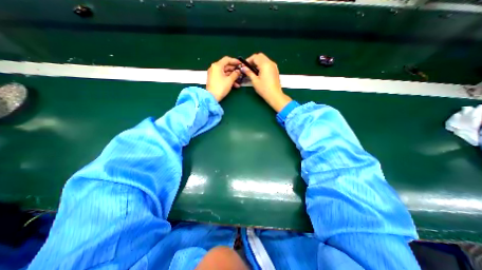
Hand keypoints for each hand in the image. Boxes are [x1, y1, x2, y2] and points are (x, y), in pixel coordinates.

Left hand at [205, 56, 240, 100]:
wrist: (211, 97)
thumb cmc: (221, 87)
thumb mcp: (230, 80)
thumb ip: (235, 74)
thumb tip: (238, 71)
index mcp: (217, 66)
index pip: (227, 59)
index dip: (235, 61)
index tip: (240, 64)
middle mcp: (214, 68)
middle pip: (226, 66)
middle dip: (234, 70)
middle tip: (241, 73)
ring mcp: (213, 74)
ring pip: (225, 73)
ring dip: (232, 76)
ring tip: (239, 81)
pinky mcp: (214, 80)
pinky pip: (222, 77)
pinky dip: (228, 79)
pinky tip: (235, 85)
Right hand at [243, 53, 291, 111]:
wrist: (275, 95)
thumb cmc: (264, 89)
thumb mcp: (255, 81)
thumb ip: (249, 72)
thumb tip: (243, 68)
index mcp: (265, 64)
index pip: (255, 57)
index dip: (248, 60)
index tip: (244, 66)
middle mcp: (270, 63)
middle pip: (260, 56)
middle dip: (253, 60)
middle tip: (248, 68)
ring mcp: (274, 66)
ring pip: (264, 59)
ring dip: (258, 62)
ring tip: (253, 71)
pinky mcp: (275, 70)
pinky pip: (268, 63)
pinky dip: (262, 65)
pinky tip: (259, 73)